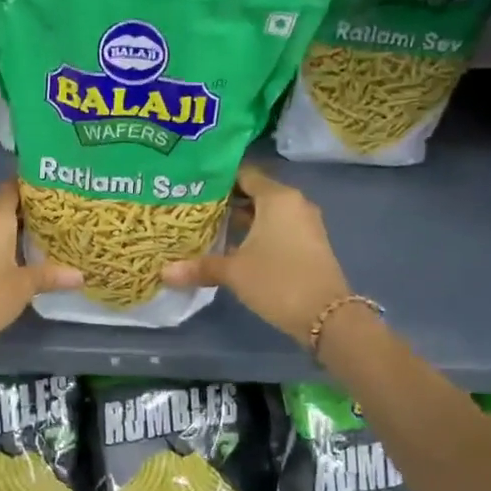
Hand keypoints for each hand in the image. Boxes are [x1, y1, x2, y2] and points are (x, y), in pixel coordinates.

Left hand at [0, 180, 81, 357]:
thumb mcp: (24, 286)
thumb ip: (51, 275)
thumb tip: (81, 275)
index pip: (14, 186)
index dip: (35, 188)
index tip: (58, 193)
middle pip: (3, 204)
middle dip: (28, 212)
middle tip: (58, 220)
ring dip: (12, 229)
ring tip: (42, 239)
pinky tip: (16, 258)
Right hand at [162, 163, 350, 347]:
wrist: (327, 316)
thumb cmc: (277, 281)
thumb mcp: (234, 272)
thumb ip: (200, 267)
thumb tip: (164, 272)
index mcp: (277, 197)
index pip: (244, 174)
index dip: (218, 178)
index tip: (193, 186)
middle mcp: (294, 203)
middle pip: (255, 192)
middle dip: (226, 200)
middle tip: (193, 206)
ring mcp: (305, 224)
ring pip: (267, 212)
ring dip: (242, 219)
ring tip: (208, 225)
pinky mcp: (309, 244)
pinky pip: (278, 228)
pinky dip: (257, 232)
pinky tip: (233, 246)